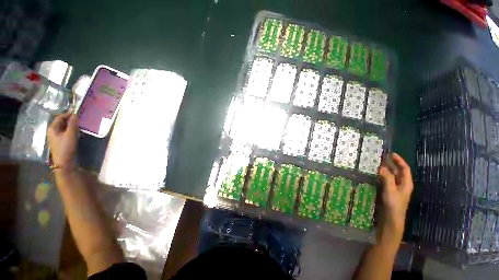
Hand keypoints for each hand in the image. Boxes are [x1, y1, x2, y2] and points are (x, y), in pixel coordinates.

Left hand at [47, 112, 78, 167]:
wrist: (65, 168)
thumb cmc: (66, 149)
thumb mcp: (70, 133)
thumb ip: (73, 122)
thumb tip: (75, 114)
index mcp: (52, 128)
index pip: (61, 116)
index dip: (69, 114)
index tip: (77, 115)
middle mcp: (52, 133)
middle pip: (61, 123)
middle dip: (70, 122)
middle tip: (78, 123)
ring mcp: (55, 141)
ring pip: (63, 131)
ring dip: (70, 129)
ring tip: (77, 130)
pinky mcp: (59, 148)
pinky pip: (64, 138)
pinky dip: (69, 136)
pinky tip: (75, 138)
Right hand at [378, 153, 413, 242]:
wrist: (391, 224)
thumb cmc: (394, 206)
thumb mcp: (391, 190)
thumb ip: (387, 178)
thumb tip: (382, 167)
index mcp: (406, 183)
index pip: (405, 168)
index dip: (399, 160)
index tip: (391, 154)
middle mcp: (403, 187)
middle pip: (399, 173)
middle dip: (392, 166)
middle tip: (383, 160)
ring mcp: (397, 193)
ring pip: (393, 180)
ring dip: (387, 174)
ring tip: (378, 168)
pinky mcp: (390, 199)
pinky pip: (388, 187)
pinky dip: (383, 181)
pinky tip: (377, 180)